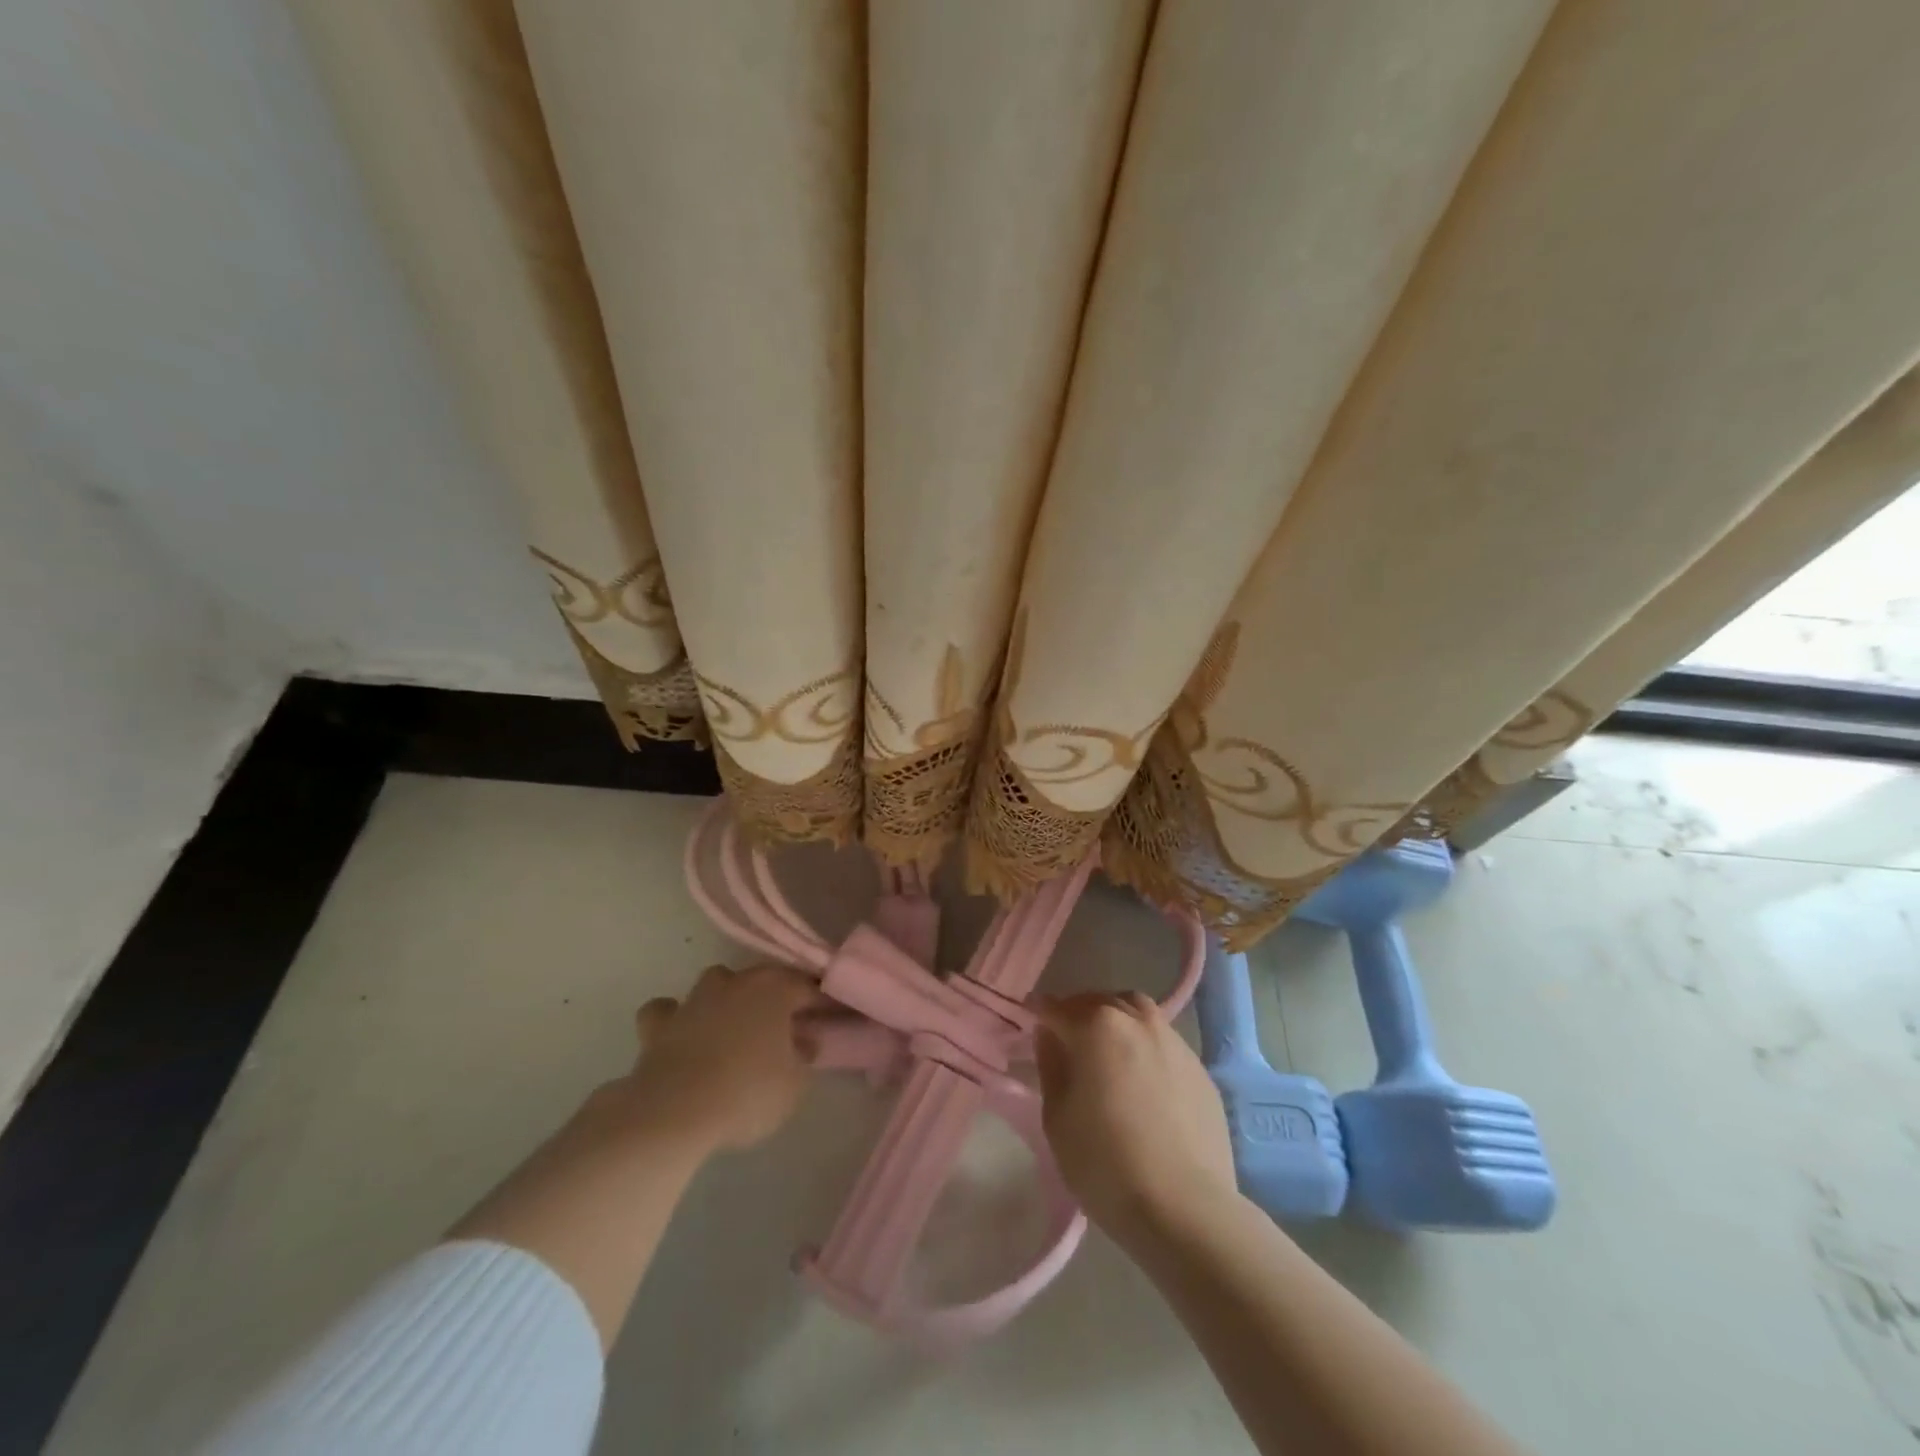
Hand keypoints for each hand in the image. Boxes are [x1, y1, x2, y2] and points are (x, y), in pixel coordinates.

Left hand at [613, 963, 818, 1154]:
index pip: (808, 988)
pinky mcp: (658, 1024)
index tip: (832, 1018)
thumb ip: (803, 1056)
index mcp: (774, 989)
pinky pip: (668, 1011)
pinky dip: (675, 1017)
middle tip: (785, 1027)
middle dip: (775, 999)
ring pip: (716, 984)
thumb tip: (803, 1042)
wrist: (674, 1113)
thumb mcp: (794, 1085)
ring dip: (727, 999)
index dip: (822, 1003)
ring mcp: (694, 999)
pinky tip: (682, 1033)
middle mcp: (735, 982)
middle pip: (762, 981)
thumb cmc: (747, 1093)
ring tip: (734, 1027)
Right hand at [1036, 991, 1236, 1244]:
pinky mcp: (1199, 1069)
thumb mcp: (1057, 1119)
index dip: (1039, 1014)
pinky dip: (1145, 1048)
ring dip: (1116, 1022)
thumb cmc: (1106, 1165)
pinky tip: (1142, 1081)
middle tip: (1066, 1041)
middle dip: (1078, 1014)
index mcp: (1097, 1026)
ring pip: (1136, 1013)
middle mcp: (1137, 1020)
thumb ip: (1051, 1067)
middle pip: (1099, 1002)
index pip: (1056, 1007)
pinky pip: (1163, 1043)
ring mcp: (1174, 1041)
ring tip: (1106, 1054)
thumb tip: (1051, 1037)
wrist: (1185, 1209)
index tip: (1030, 1024)